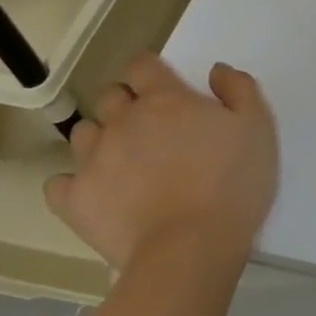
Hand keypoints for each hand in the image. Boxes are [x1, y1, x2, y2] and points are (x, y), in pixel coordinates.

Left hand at [45, 52, 278, 272]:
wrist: (190, 250)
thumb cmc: (232, 183)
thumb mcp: (257, 128)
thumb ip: (239, 89)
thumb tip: (215, 70)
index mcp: (165, 99)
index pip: (142, 65)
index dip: (151, 72)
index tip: (166, 88)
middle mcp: (122, 121)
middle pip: (110, 96)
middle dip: (126, 104)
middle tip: (152, 128)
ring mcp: (93, 160)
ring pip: (83, 133)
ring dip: (101, 138)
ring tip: (124, 161)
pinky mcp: (75, 201)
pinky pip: (59, 183)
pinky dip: (74, 183)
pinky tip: (96, 192)